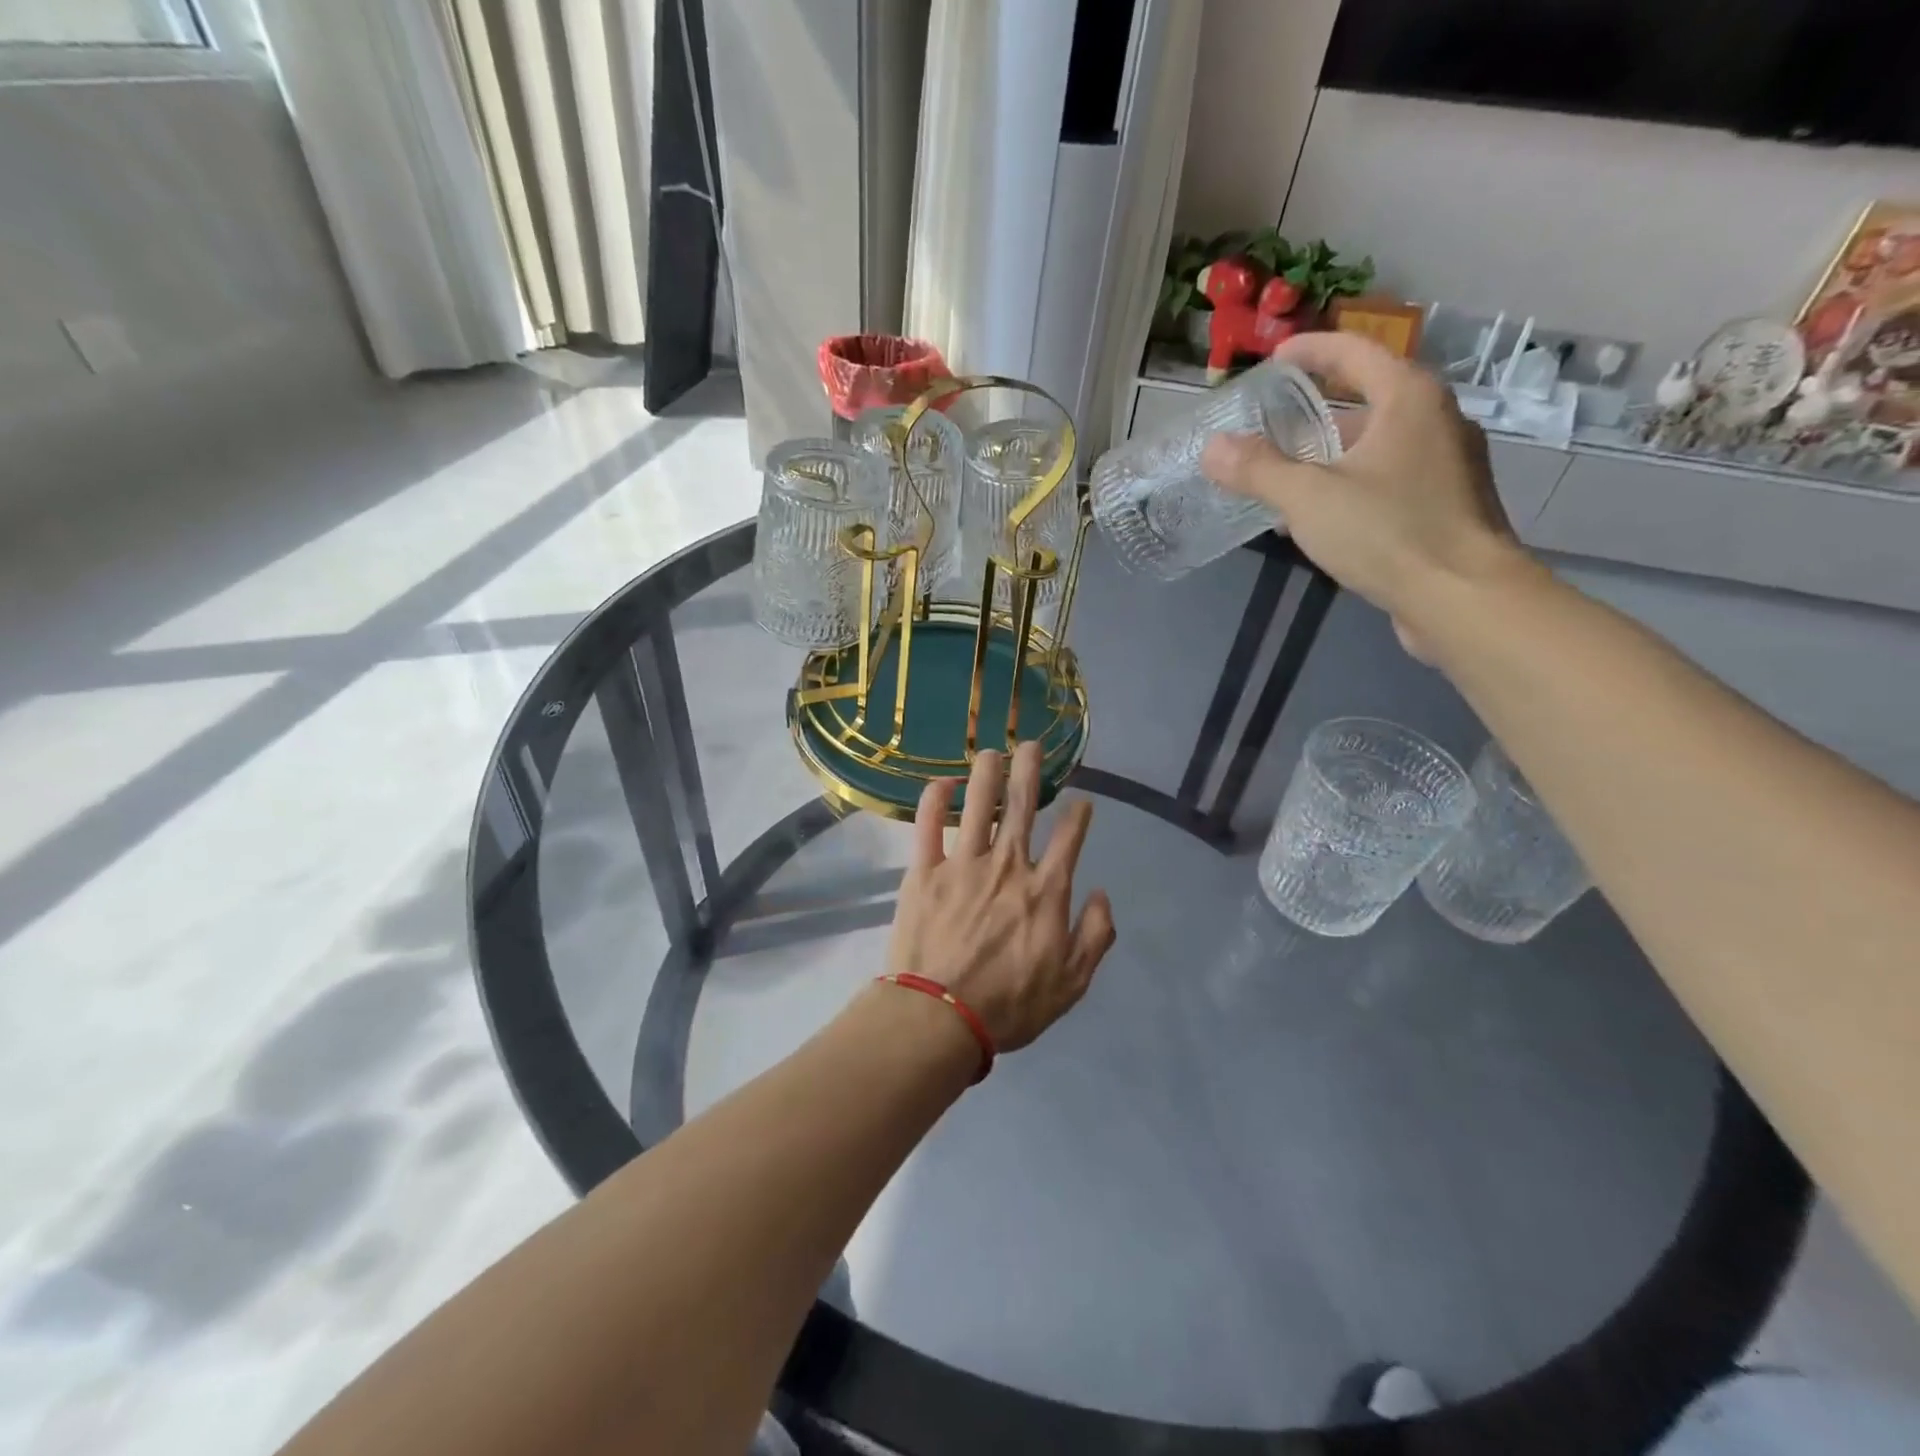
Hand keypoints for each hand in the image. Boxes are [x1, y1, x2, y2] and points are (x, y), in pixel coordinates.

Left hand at [886, 743, 1115, 1052]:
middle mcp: (1008, 866)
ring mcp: (963, 864)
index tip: (1082, 800)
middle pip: (1023, 806)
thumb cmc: (1010, 1005)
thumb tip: (1102, 894)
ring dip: (986, 773)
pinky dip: (934, 800)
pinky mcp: (924, 871)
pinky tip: (942, 782)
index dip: (1079, 814)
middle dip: (1030, 770)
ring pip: (978, 804)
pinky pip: (928, 825)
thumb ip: (1096, 936)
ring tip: (991, 750)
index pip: (1070, 839)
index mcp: (1045, 891)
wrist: (940, 1016)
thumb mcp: (1072, 983)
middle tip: (1031, 744)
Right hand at [1200, 333, 1529, 655]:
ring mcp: (1447, 464)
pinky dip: (1352, 482)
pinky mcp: (1446, 504)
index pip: (1355, 352)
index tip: (1275, 359)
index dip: (1311, 350)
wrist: (1463, 598)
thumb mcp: (1309, 498)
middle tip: (1272, 424)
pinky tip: (1323, 515)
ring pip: (1378, 443)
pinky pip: (1389, 478)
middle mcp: (1436, 420)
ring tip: (1286, 475)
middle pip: (1368, 398)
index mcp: (1409, 399)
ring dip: (1332, 453)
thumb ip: (1258, 469)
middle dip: (1317, 409)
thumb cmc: (1388, 532)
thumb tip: (1213, 448)